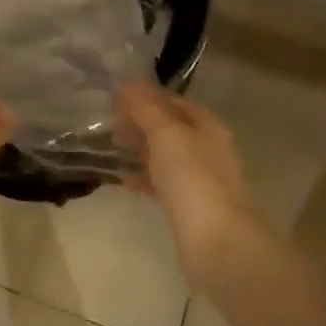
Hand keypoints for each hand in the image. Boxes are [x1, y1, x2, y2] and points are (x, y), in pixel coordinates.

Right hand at [118, 84, 271, 287]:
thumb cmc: (192, 177)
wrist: (217, 241)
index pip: (174, 102)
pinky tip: (121, 179)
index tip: (115, 96)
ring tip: (109, 147)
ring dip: (139, 150)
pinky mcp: (187, 207)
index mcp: (206, 126)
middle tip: (108, 121)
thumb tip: (127, 84)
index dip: (146, 96)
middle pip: (169, 128)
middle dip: (140, 123)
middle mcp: (205, 149)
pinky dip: (142, 178)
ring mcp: (197, 179)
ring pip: (164, 156)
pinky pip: (160, 184)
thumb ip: (146, 109)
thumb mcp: (166, 134)